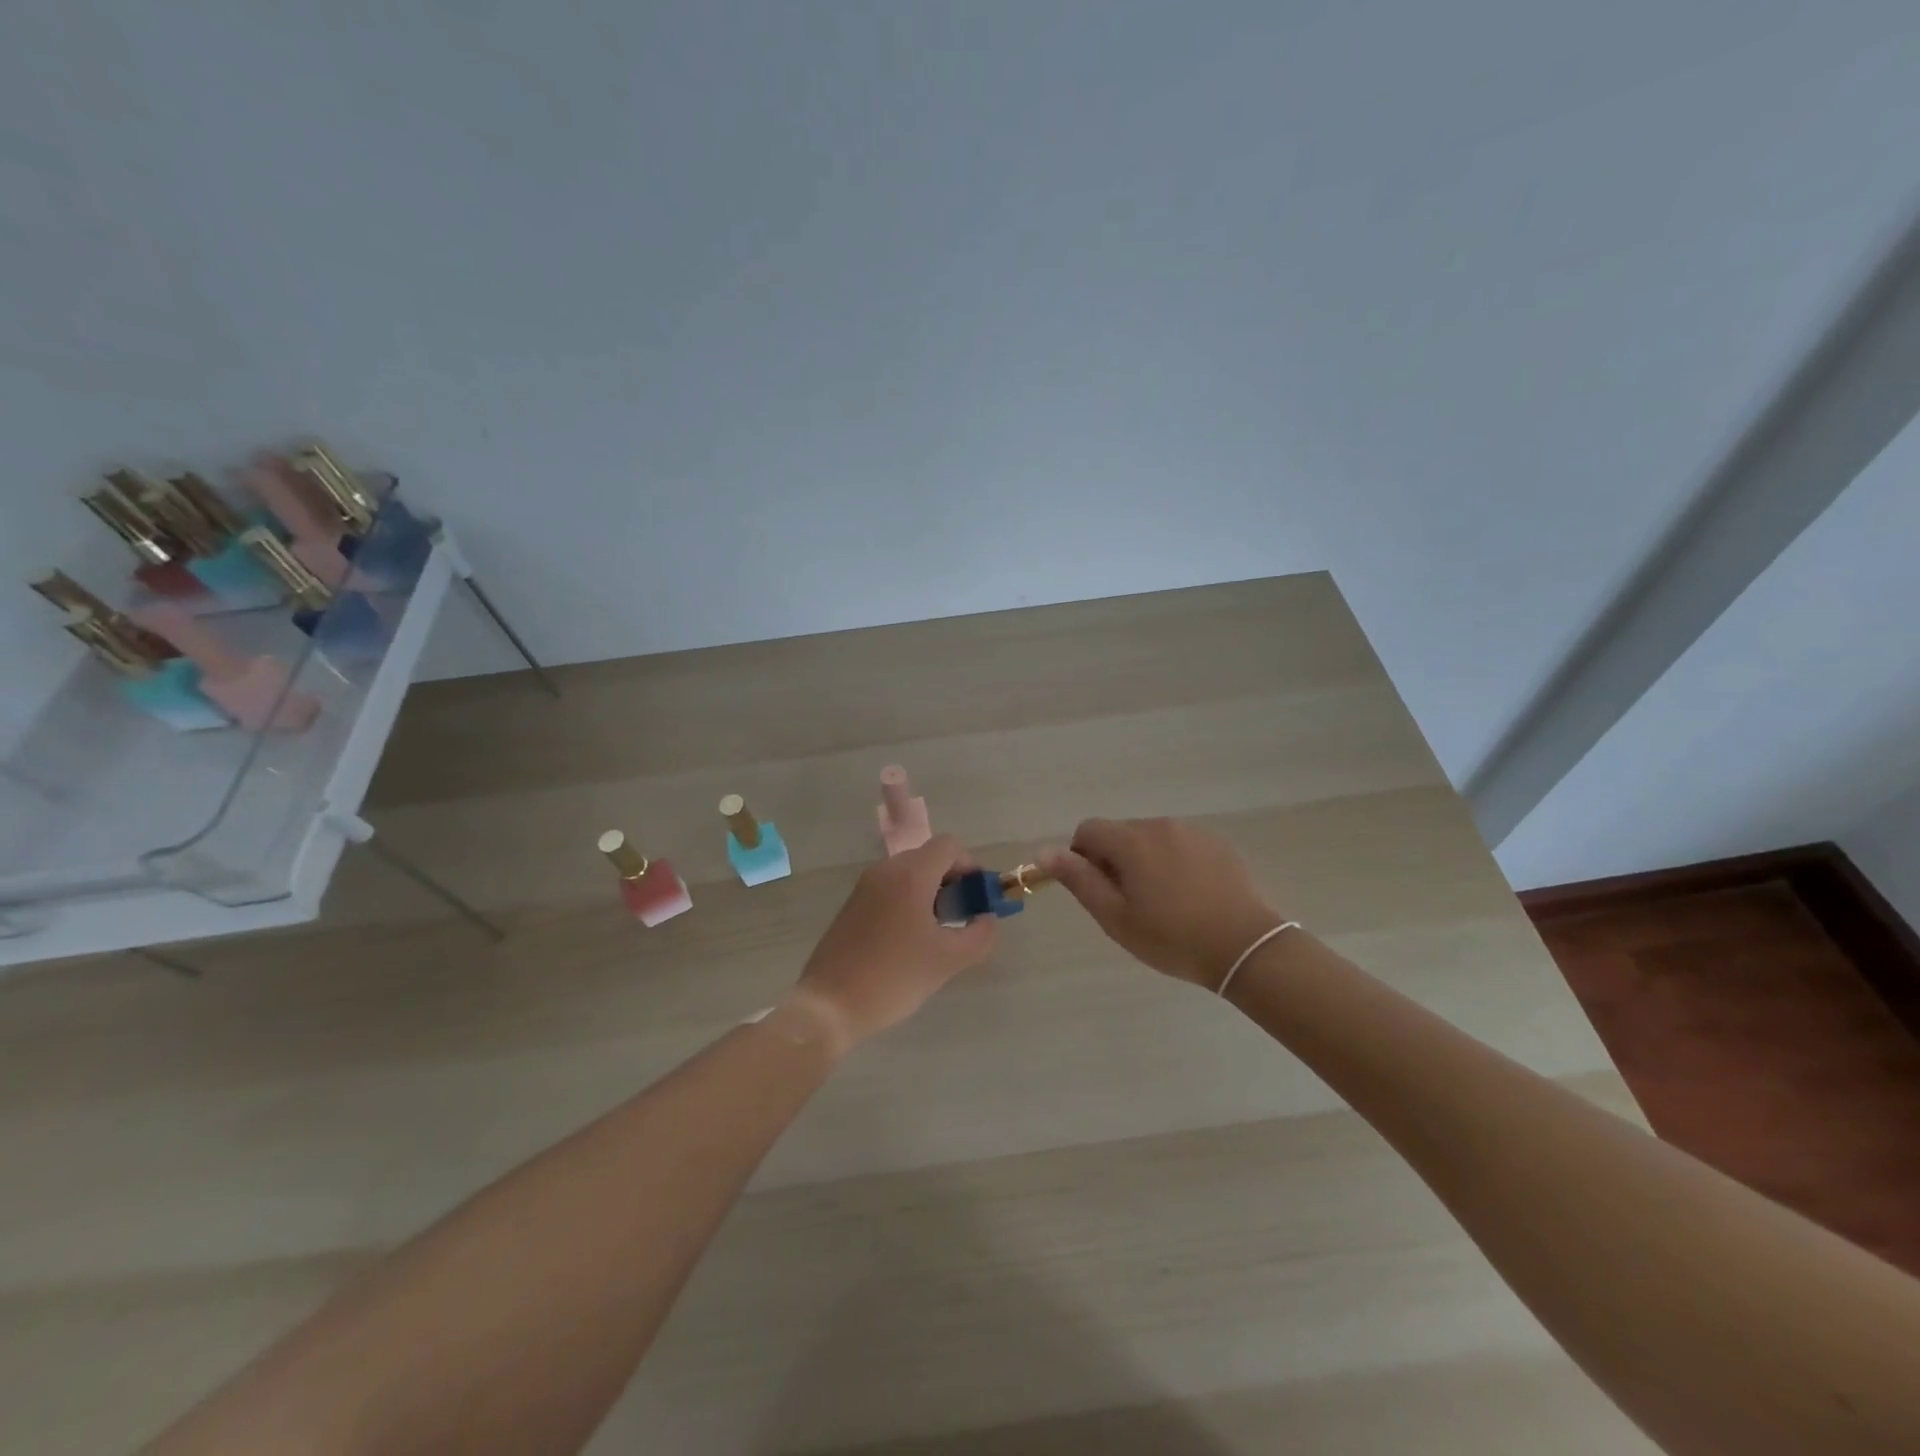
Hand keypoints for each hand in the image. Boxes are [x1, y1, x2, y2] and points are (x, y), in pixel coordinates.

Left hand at [794, 836, 997, 1049]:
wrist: (829, 1005)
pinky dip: (909, 901)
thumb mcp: (948, 960)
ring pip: (909, 873)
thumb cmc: (894, 977)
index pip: (949, 846)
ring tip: (939, 932)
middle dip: (952, 880)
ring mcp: (865, 886)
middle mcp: (885, 870)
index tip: (978, 898)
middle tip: (963, 917)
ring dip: (931, 892)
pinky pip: (890, 889)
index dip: (970, 866)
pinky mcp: (852, 905)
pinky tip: (911, 940)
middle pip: (929, 857)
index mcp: (910, 874)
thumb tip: (987, 919)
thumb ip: (979, 935)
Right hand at [1045, 817, 1286, 989]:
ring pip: (1151, 838)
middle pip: (1120, 832)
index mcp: (1131, 841)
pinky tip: (1190, 894)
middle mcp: (1160, 825)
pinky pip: (1180, 843)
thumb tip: (1045, 852)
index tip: (1100, 890)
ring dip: (1145, 859)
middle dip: (1116, 859)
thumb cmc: (1172, 937)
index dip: (1083, 857)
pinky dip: (1174, 861)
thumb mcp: (1115, 917)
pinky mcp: (1217, 842)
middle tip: (1132, 902)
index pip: (1088, 830)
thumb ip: (1079, 879)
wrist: (1245, 946)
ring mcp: (1192, 831)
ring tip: (1164, 901)